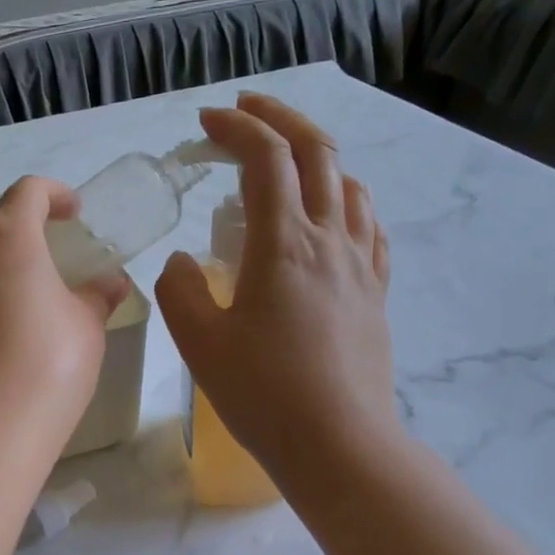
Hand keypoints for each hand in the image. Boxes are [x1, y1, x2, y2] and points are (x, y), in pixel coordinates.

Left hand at [0, 177, 130, 451]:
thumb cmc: (48, 364)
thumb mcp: (86, 327)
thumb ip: (97, 296)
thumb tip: (112, 281)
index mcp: (8, 238)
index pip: (27, 193)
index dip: (54, 193)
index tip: (73, 211)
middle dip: (15, 223)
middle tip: (44, 248)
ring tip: (9, 276)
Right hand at [154, 92, 403, 488]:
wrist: (338, 443)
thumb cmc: (262, 393)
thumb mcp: (199, 341)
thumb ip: (180, 288)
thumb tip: (185, 261)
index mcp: (284, 243)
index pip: (266, 158)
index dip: (237, 128)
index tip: (206, 122)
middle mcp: (330, 239)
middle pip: (317, 153)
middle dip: (280, 119)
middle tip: (246, 110)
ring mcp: (361, 265)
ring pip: (349, 184)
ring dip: (315, 157)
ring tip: (284, 163)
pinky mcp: (375, 292)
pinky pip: (368, 226)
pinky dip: (345, 200)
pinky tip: (331, 215)